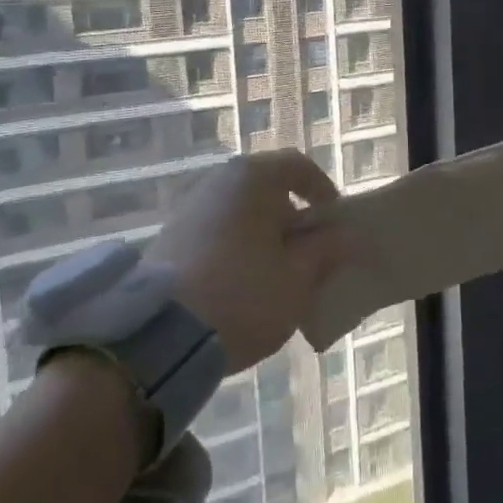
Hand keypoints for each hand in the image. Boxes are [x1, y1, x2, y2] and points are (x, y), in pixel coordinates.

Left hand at [149, 150, 349, 370]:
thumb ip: (325, 251)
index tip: (335, 223)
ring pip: (241, 214)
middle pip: (267, 189)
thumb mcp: (298, 278)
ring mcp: (189, 210)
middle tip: (309, 254)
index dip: (323, 191)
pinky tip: (243, 286)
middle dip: (292, 219)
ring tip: (278, 276)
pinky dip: (237, 249)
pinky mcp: (169, 240)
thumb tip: (341, 235)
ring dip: (264, 237)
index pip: (298, 166)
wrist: (160, 336)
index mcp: (253, 178)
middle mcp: (218, 182)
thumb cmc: (243, 295)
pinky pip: (217, 233)